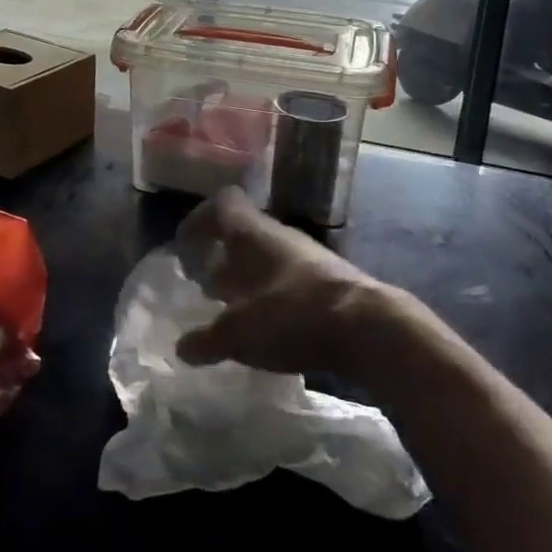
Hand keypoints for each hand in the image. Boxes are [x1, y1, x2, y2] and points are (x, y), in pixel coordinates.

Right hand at [174, 187, 399, 383]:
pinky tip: (267, 330)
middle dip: (221, 258)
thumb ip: (207, 339)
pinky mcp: (329, 283)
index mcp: (251, 233)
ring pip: (266, 260)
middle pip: (243, 235)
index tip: (184, 244)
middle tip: (204, 286)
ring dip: (246, 281)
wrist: (368, 328)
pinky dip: (271, 300)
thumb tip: (183, 347)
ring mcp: (307, 258)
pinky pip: (288, 282)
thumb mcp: (238, 333)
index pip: (222, 205)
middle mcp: (278, 237)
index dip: (199, 220)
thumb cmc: (291, 314)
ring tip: (232, 312)